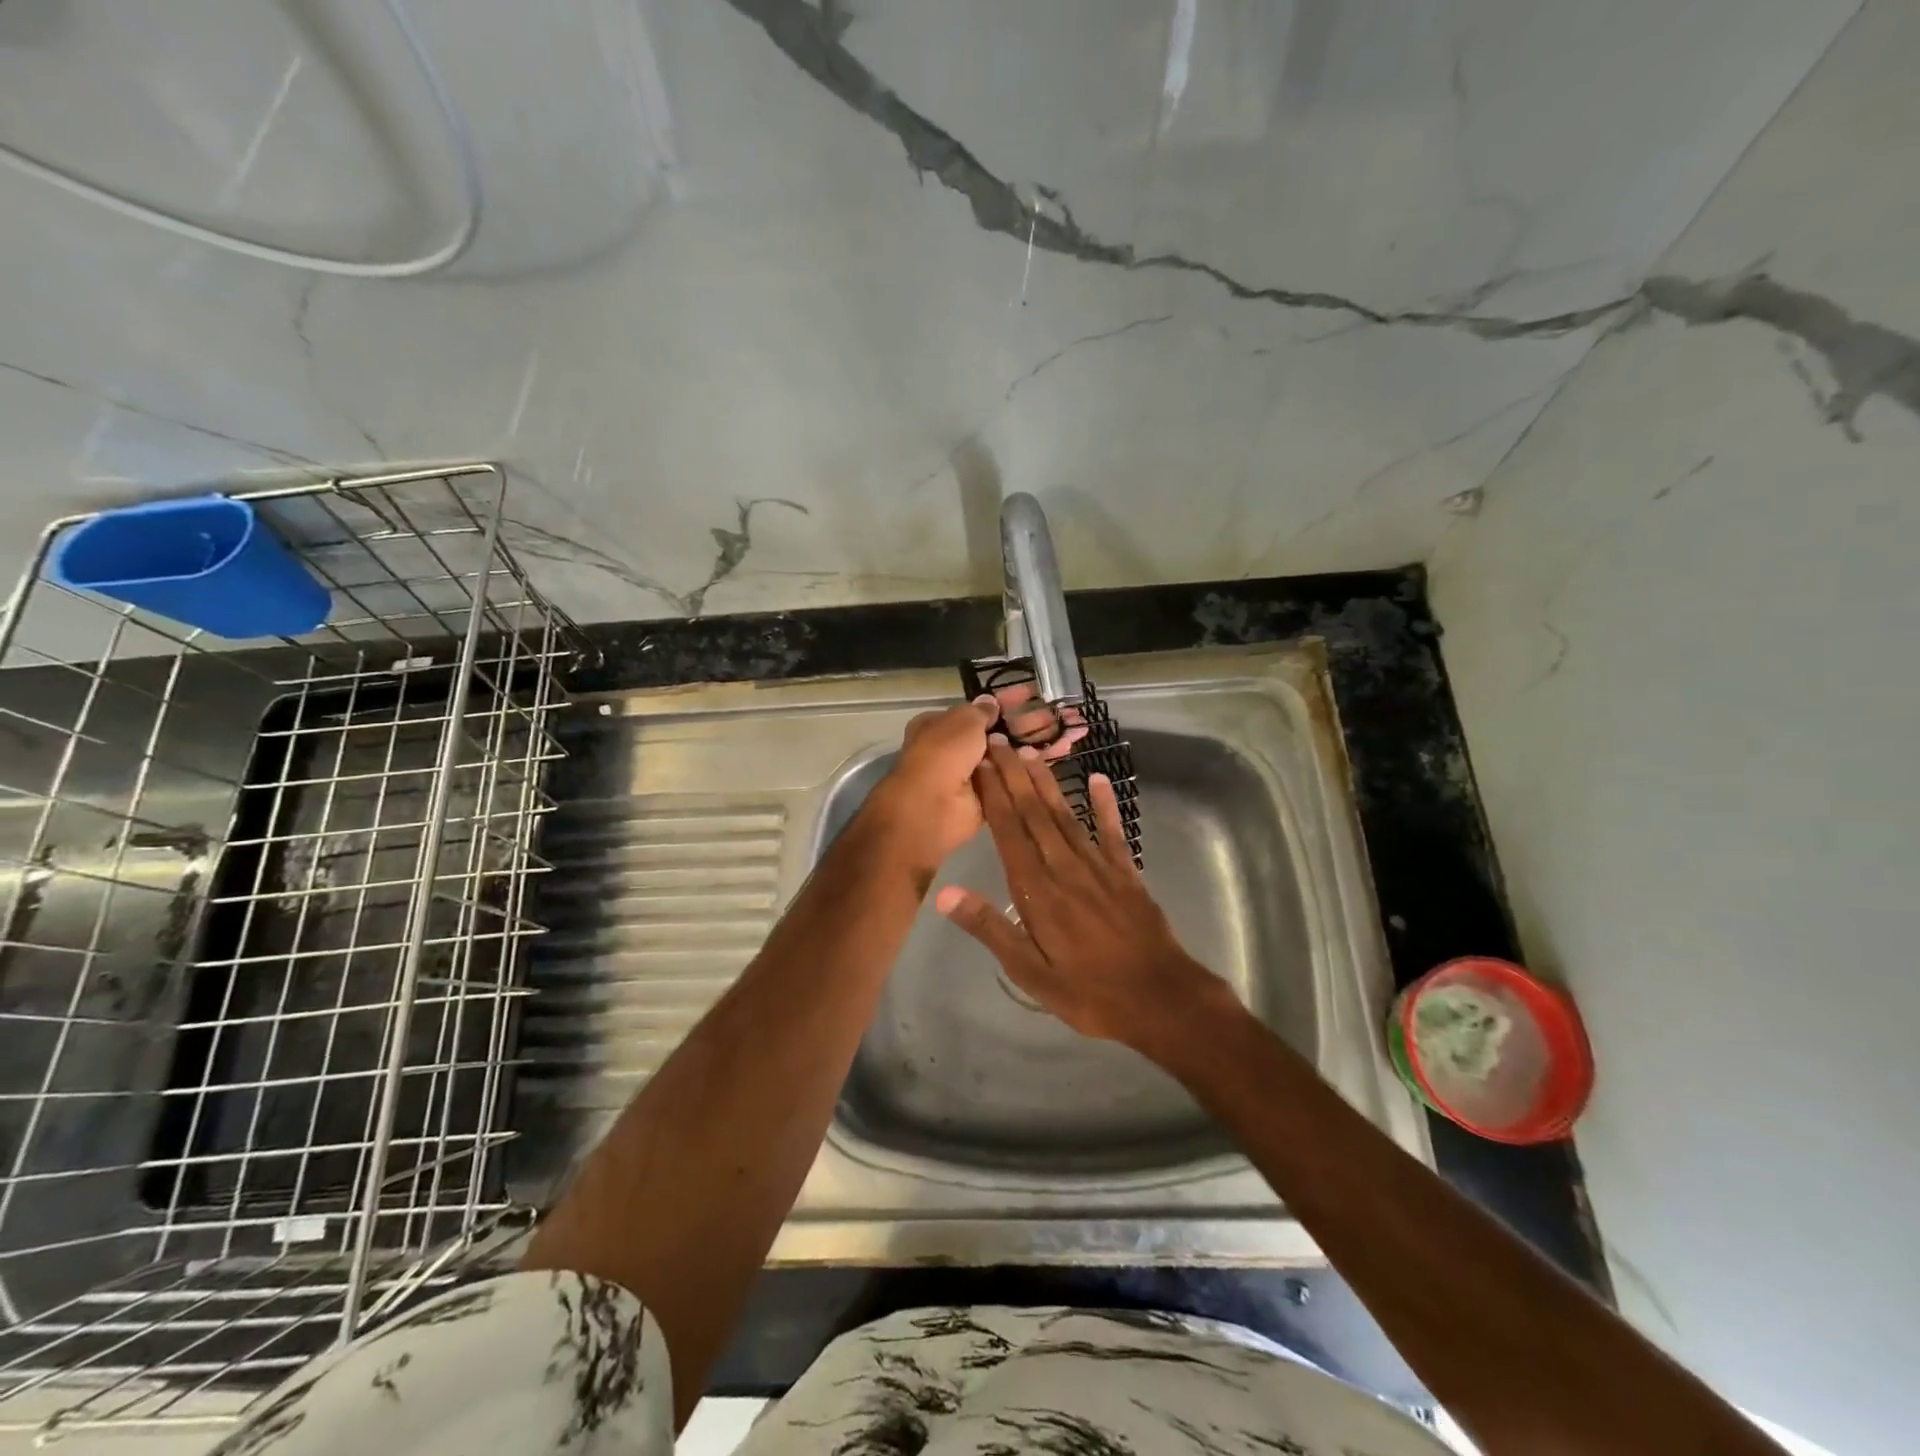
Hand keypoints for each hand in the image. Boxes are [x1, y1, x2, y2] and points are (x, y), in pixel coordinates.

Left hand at [865, 688, 1091, 881]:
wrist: (932, 807)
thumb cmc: (943, 753)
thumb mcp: (963, 721)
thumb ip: (981, 711)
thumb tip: (991, 702)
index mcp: (941, 726)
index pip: (979, 710)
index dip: (1006, 702)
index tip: (1033, 695)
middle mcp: (956, 749)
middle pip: (998, 733)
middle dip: (1029, 724)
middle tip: (1060, 715)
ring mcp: (973, 776)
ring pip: (1010, 756)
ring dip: (1037, 744)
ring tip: (1070, 733)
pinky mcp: (988, 798)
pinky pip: (1014, 779)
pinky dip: (1033, 769)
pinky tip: (1060, 755)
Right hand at [933, 736, 1232, 1055]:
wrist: (1160, 999)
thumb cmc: (1087, 992)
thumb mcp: (1029, 971)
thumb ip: (989, 927)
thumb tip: (945, 894)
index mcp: (1037, 891)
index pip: (1008, 832)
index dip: (993, 794)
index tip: (979, 763)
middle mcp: (1065, 867)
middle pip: (1034, 813)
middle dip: (1014, 776)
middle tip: (998, 742)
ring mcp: (1099, 866)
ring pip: (1066, 815)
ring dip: (1047, 783)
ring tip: (1030, 752)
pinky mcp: (1126, 873)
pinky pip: (1113, 831)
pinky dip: (1105, 804)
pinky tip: (1099, 779)